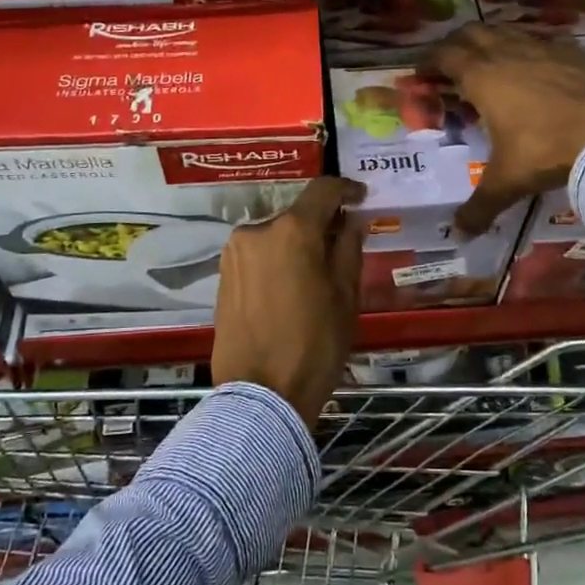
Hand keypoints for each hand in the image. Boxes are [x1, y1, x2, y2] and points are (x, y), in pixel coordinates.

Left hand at [211, 177, 366, 424]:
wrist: (260, 395)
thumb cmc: (314, 344)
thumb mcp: (345, 296)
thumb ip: (348, 248)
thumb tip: (352, 221)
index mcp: (291, 230)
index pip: (322, 190)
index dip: (345, 189)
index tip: (361, 197)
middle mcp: (256, 231)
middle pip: (297, 215)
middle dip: (321, 225)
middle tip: (343, 247)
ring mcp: (234, 253)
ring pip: (275, 236)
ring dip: (297, 244)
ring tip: (316, 275)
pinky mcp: (222, 276)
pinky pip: (258, 255)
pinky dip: (277, 260)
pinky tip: (290, 289)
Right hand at [421, 24, 584, 234]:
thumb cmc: (546, 151)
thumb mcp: (507, 182)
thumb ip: (479, 207)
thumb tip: (459, 234)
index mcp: (483, 77)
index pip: (445, 55)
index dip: (428, 62)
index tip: (421, 75)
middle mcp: (509, 53)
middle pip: (472, 34)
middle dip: (455, 46)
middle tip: (450, 66)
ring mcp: (544, 48)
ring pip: (507, 31)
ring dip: (491, 42)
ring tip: (489, 63)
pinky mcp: (574, 52)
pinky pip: (542, 41)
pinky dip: (529, 48)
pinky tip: (536, 67)